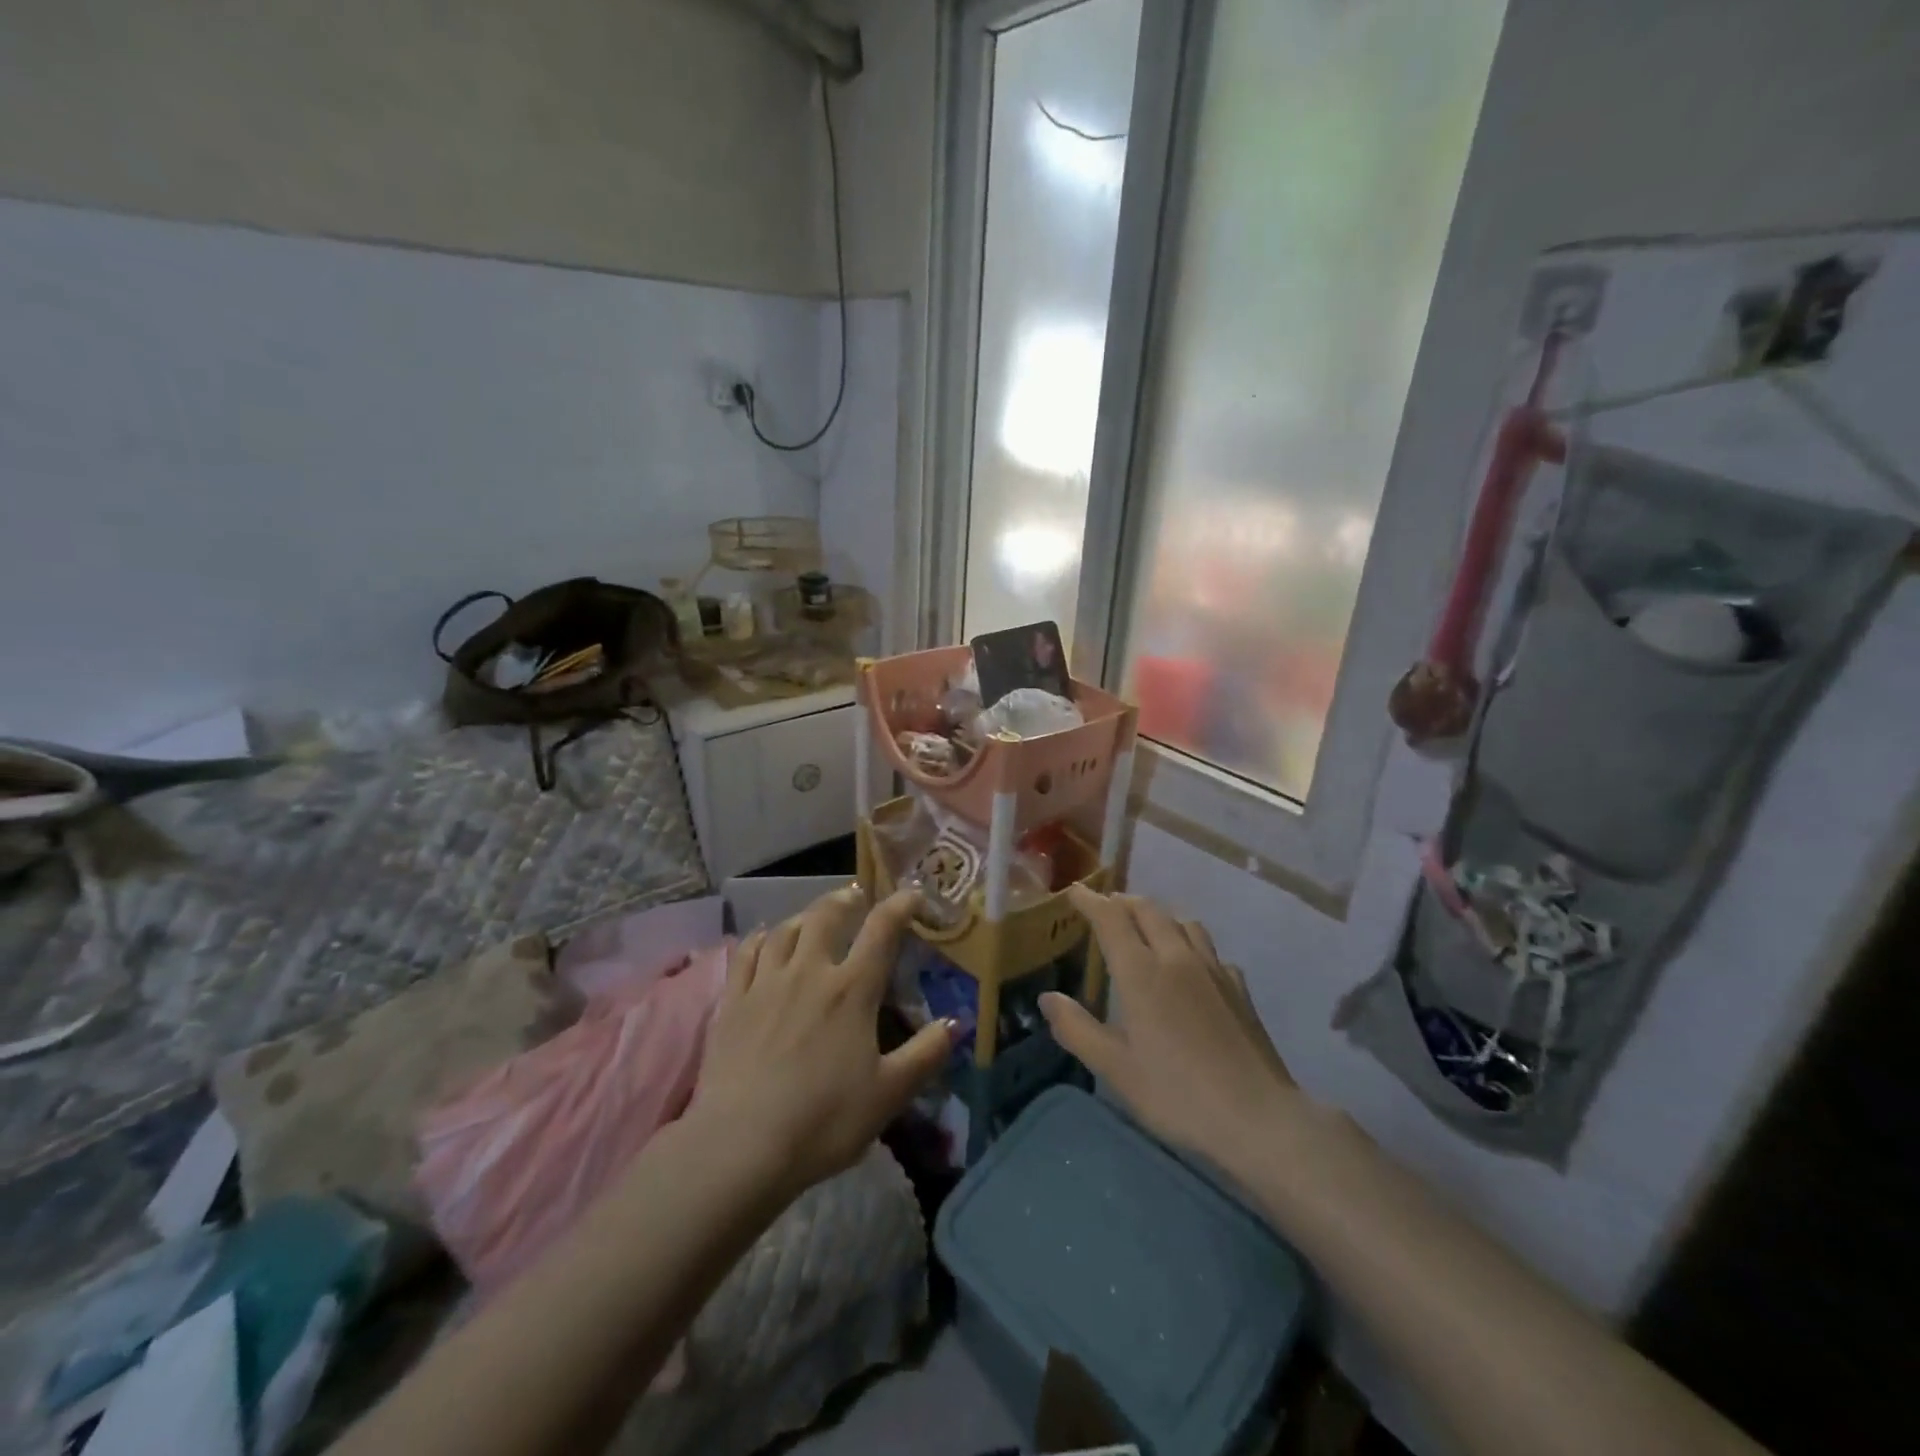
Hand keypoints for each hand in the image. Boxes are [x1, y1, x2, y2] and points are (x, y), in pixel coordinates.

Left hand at [691, 886, 954, 1200]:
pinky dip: (762, 938)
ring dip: (804, 915)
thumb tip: (957, 1022)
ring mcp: (766, 983)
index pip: (881, 930)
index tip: (913, 894)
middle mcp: (809, 972)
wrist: (741, 1146)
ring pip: (786, 929)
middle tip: (856, 896)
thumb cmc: (824, 1120)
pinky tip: (766, 940)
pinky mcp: (733, 1001)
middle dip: (846, 899)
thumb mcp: (889, 1094)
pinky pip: (747, 953)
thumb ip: (926, 1054)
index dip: (900, 905)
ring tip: (813, 916)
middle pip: (827, 916)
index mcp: (852, 990)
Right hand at [1041, 886, 1304, 1179]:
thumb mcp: (1115, 1069)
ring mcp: (1213, 970)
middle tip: (1105, 907)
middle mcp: (1177, 958)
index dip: (1090, 901)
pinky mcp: (1238, 988)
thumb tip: (1048, 998)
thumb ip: (1077, 1029)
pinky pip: (1209, 950)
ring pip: (1183, 923)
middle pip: (1148, 911)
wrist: (1258, 1118)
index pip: (1111, 919)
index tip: (1074, 891)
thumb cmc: (1177, 1095)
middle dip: (1122, 902)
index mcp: (1142, 973)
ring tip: (1145, 928)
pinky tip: (1190, 966)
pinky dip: (1190, 944)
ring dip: (1158, 916)